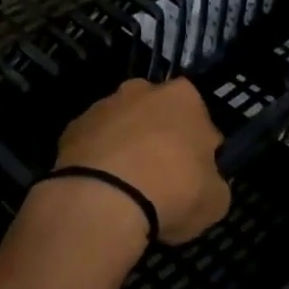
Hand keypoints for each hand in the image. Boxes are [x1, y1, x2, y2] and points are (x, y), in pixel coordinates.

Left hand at [55, 79, 230, 244]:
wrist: (103, 199)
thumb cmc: (172, 191)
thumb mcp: (215, 199)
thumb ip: (212, 179)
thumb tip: (203, 178)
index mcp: (183, 97)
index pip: (198, 117)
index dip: (198, 146)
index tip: (194, 173)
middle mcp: (141, 90)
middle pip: (156, 113)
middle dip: (158, 137)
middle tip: (160, 177)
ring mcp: (103, 105)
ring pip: (121, 125)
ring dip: (126, 146)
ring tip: (126, 187)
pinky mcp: (73, 127)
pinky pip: (93, 142)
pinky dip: (98, 159)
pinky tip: (101, 188)